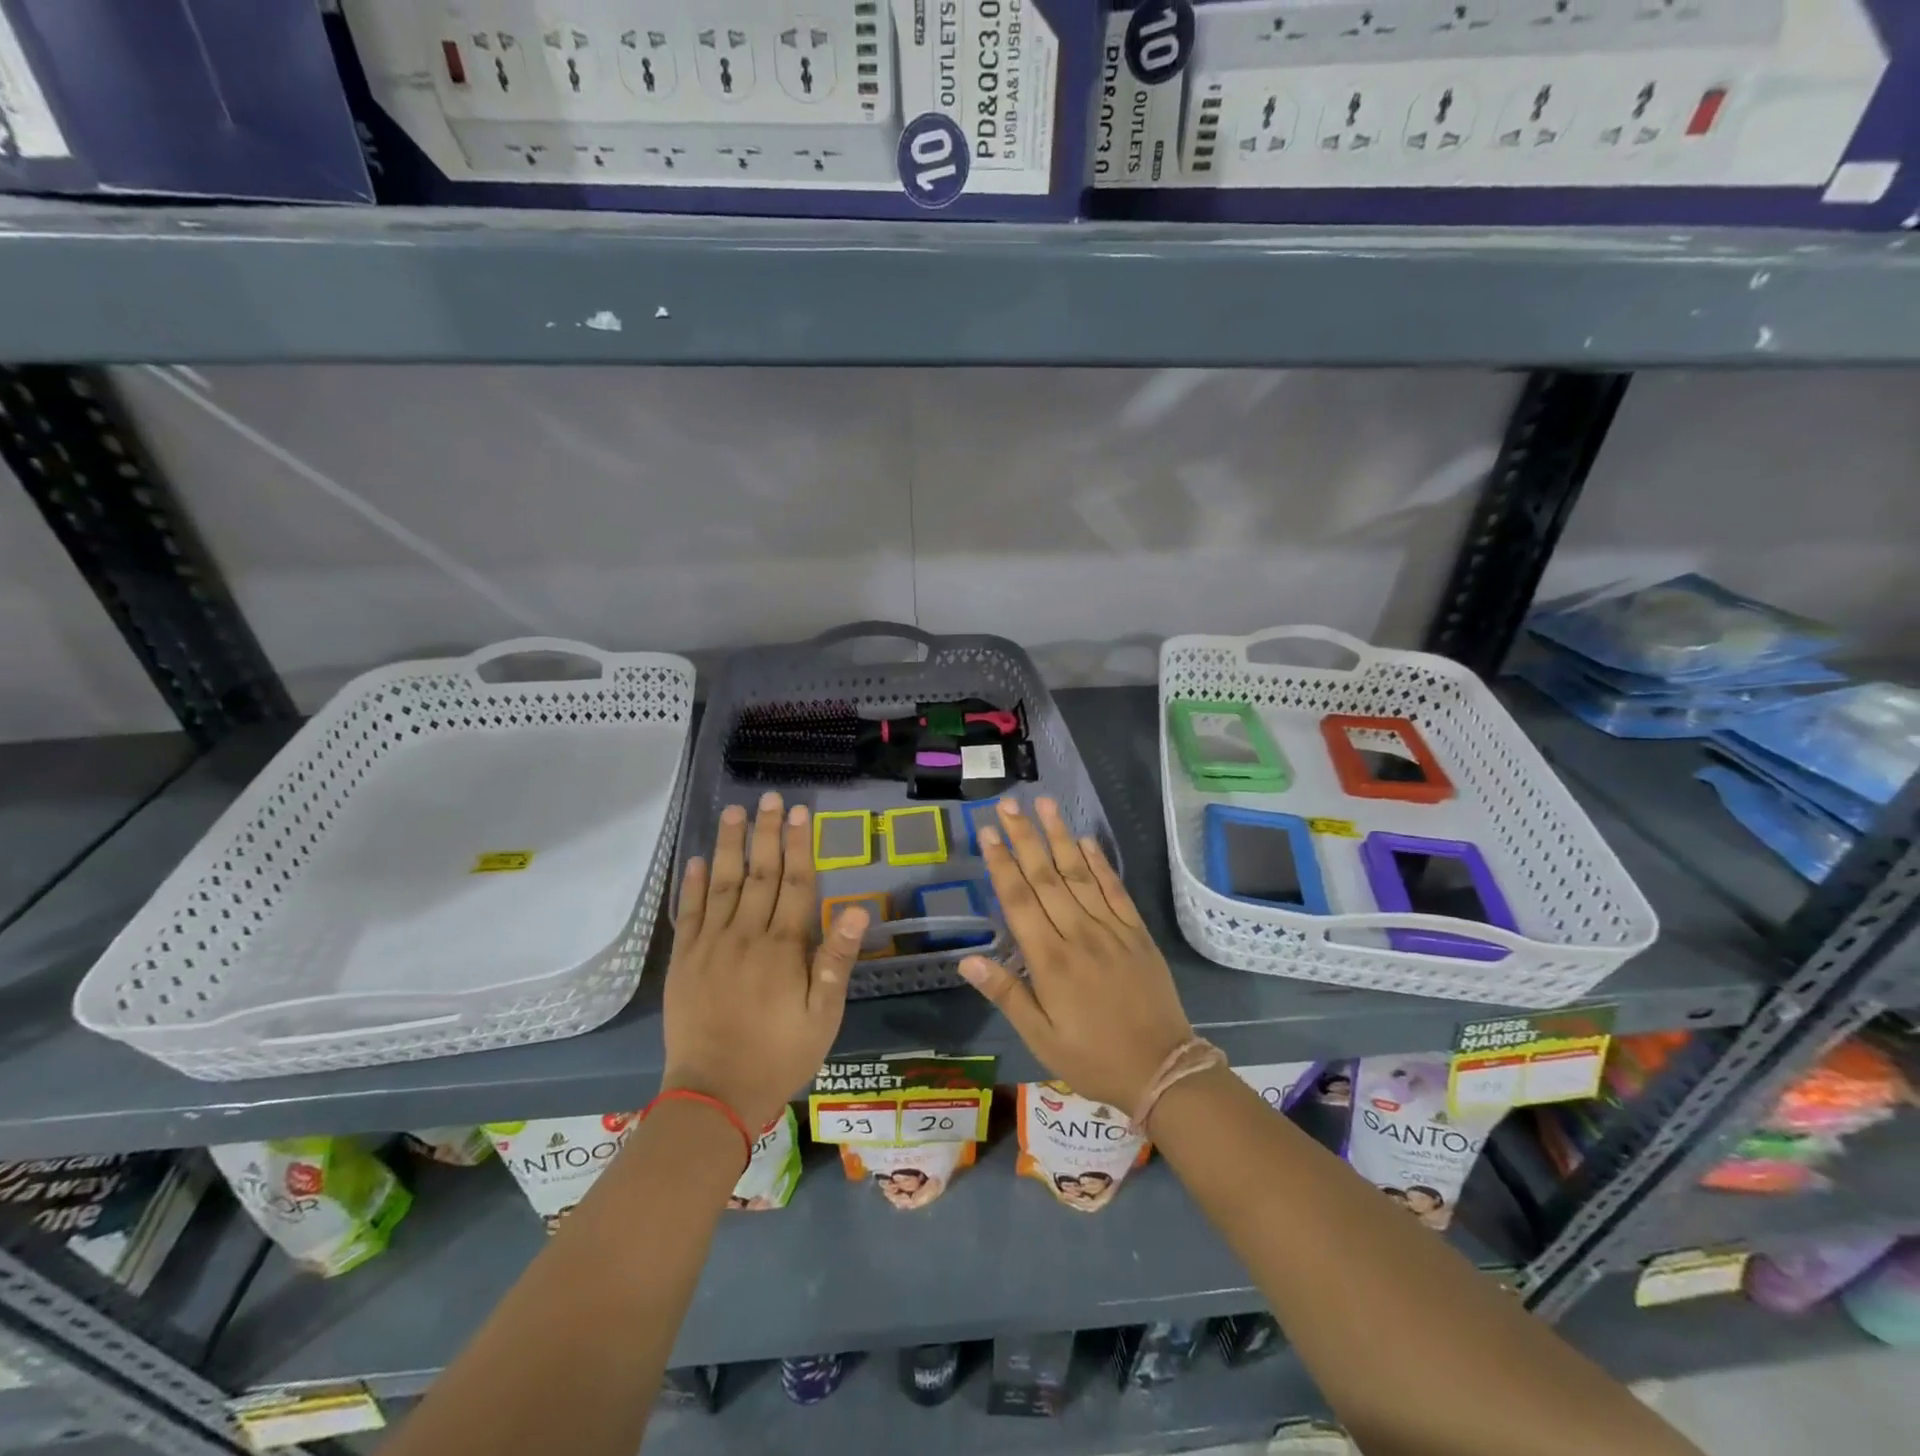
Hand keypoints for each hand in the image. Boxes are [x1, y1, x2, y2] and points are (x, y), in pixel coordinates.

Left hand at [662, 791, 866, 1132]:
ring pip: (722, 883)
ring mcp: (710, 945)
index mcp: (783, 947)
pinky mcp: (684, 961)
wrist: (714, 1095)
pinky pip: (690, 913)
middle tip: (770, 798)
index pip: (795, 883)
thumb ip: (836, 959)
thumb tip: (858, 909)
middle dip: (766, 833)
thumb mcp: (824, 1015)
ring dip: (730, 845)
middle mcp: (746, 935)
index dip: (799, 845)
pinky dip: (694, 883)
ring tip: (734, 811)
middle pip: (759, 873)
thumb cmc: (780, 1055)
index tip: (801, 813)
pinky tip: (699, 858)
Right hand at [957, 797, 1192, 1116]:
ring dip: (1059, 837)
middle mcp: (1078, 934)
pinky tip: (1086, 839)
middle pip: (1045, 877)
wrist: (1163, 1069)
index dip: (1001, 863)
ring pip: (1079, 874)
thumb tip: (967, 959)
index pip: (1018, 900)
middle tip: (1008, 804)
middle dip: (1024, 837)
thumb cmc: (1093, 1058)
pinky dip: (1099, 862)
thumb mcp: (1041, 1038)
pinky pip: (1115, 889)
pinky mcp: (1136, 931)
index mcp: (1049, 960)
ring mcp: (1111, 929)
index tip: (987, 832)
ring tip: (1044, 804)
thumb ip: (1006, 994)